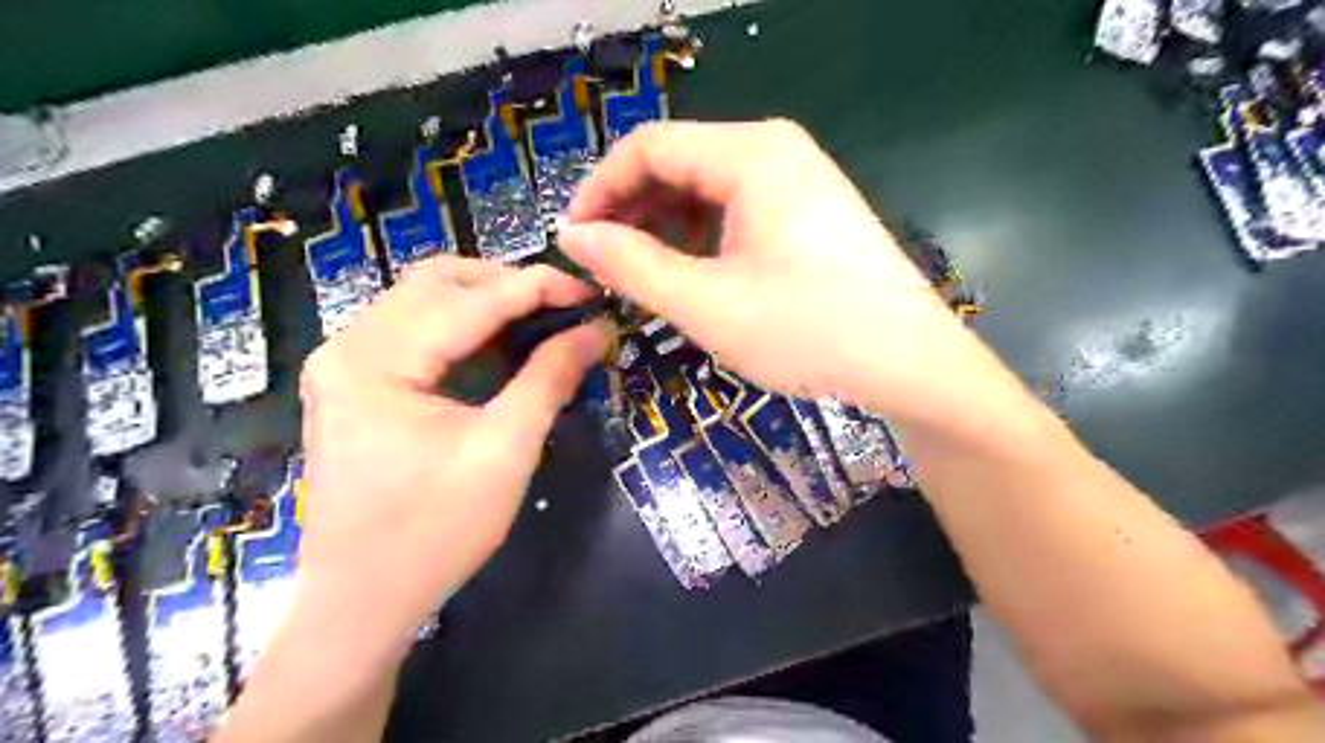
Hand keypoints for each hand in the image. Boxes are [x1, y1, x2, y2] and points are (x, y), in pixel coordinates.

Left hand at [295, 258, 610, 659]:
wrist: (362, 602)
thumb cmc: (435, 532)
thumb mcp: (505, 451)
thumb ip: (550, 378)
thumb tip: (597, 331)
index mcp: (377, 361)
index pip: (471, 298)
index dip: (539, 287)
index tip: (592, 294)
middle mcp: (348, 346)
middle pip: (437, 280)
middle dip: (508, 284)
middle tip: (563, 308)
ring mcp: (343, 363)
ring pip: (422, 298)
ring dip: (485, 300)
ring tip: (540, 321)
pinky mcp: (351, 383)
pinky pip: (412, 329)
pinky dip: (461, 325)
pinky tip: (498, 345)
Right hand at [556, 123, 1009, 427]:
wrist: (911, 364)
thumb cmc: (807, 330)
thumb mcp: (705, 302)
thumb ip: (631, 265)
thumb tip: (573, 237)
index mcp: (750, 154)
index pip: (648, 147)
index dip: (599, 190)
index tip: (573, 240)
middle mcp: (775, 152)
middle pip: (678, 164)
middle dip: (632, 213)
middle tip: (604, 268)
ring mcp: (798, 181)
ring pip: (707, 192)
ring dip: (664, 230)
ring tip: (641, 280)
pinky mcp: (809, 214)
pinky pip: (737, 213)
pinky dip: (702, 241)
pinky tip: (690, 278)